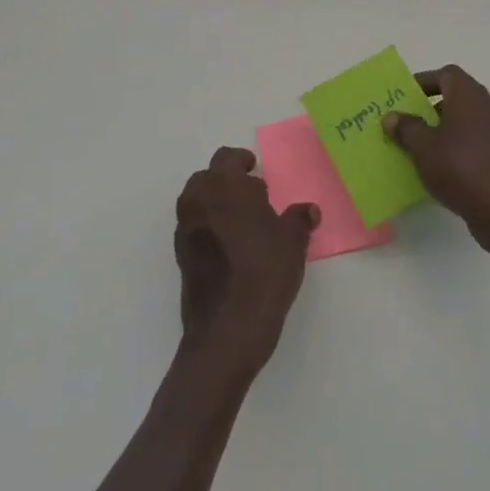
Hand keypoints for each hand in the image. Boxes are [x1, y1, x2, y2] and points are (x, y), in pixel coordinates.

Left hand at [174, 147, 318, 380]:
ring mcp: (185, 230)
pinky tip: (232, 248)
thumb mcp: (292, 242)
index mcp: (223, 186)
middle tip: (253, 198)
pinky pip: (195, 228)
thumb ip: (298, 219)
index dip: (243, 162)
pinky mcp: (181, 257)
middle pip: (208, 177)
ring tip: (245, 225)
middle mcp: (198, 201)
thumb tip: (308, 210)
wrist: (226, 332)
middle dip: (227, 182)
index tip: (256, 172)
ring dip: (217, 204)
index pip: (227, 158)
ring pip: (198, 202)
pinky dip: (209, 227)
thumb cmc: (263, 273)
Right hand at [384, 65, 489, 252]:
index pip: (446, 74)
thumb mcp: (423, 147)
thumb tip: (391, 116)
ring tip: (415, 148)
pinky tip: (437, 170)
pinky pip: (471, 145)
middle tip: (405, 122)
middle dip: (429, 108)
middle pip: (454, 98)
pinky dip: (454, 151)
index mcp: (468, 94)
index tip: (404, 97)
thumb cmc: (461, 167)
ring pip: (462, 123)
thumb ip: (406, 128)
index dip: (424, 81)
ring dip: (441, 131)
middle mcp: (485, 107)